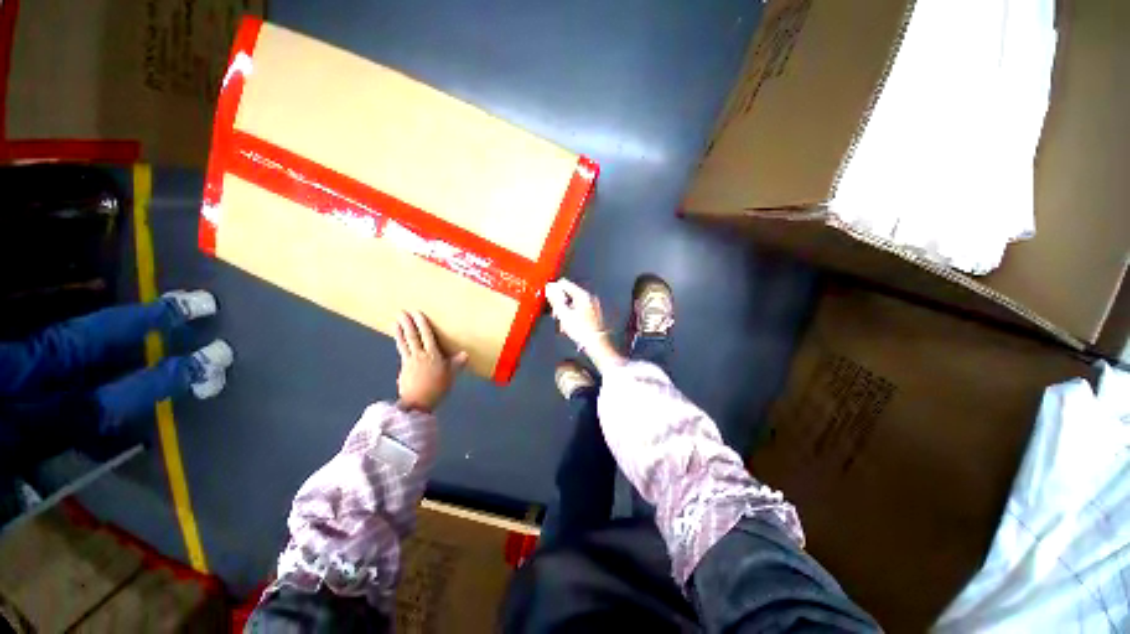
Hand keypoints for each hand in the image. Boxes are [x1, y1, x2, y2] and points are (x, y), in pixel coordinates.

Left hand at [394, 310, 467, 411]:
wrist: (418, 403)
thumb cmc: (437, 388)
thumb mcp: (450, 375)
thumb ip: (456, 364)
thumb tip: (465, 353)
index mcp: (432, 355)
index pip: (427, 336)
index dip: (422, 324)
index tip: (417, 313)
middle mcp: (419, 355)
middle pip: (412, 337)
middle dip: (407, 324)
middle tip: (401, 312)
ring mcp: (409, 362)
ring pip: (404, 343)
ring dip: (399, 332)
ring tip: (395, 322)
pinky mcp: (403, 369)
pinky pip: (402, 353)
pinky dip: (399, 344)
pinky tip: (398, 342)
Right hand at [545, 279, 624, 371]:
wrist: (598, 345)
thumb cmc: (582, 331)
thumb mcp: (564, 315)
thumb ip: (555, 300)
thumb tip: (549, 288)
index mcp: (583, 295)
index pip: (564, 284)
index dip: (554, 290)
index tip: (549, 300)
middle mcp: (591, 297)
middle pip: (570, 294)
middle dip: (561, 303)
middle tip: (556, 315)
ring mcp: (595, 305)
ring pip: (575, 303)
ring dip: (567, 311)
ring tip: (564, 324)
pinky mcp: (597, 313)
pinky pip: (582, 309)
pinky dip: (575, 315)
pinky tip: (572, 326)